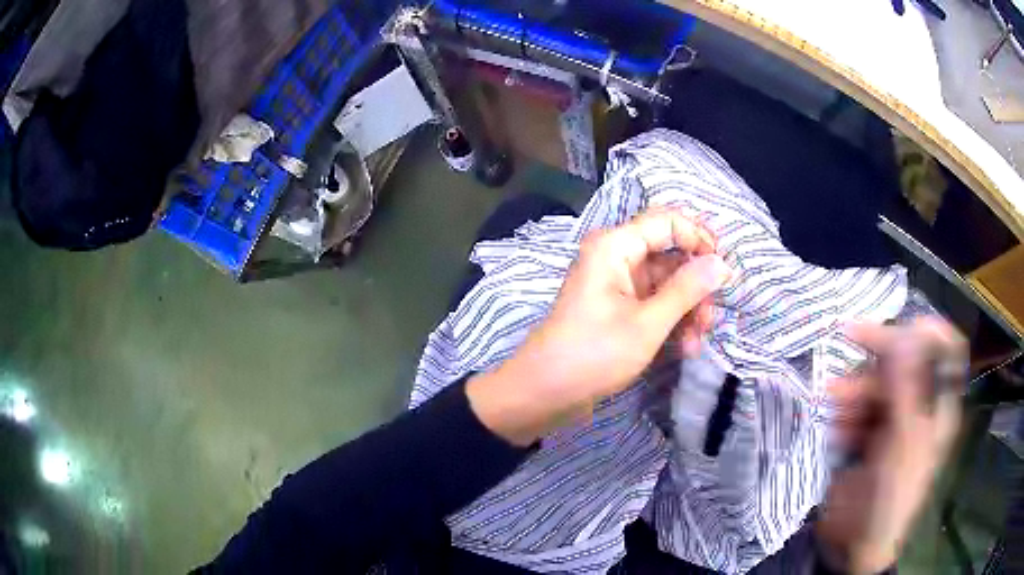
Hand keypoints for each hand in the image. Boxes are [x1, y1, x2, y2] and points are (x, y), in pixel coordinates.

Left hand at [467, 209, 731, 445]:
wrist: (544, 393)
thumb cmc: (594, 354)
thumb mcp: (648, 323)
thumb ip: (687, 289)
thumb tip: (721, 263)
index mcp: (615, 246)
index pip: (667, 221)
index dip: (699, 238)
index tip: (723, 270)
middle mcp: (615, 257)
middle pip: (669, 255)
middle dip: (696, 285)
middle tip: (711, 318)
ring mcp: (616, 284)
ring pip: (665, 283)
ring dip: (687, 309)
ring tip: (696, 342)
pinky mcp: (617, 308)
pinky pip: (653, 303)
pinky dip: (671, 321)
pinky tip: (684, 348)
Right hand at [817, 318, 966, 573]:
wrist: (854, 546)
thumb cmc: (891, 500)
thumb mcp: (904, 446)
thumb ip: (908, 390)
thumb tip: (906, 333)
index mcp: (938, 407)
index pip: (945, 349)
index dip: (928, 329)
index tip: (901, 324)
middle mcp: (919, 406)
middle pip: (905, 360)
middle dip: (878, 354)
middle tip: (848, 335)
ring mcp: (893, 421)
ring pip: (877, 383)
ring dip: (855, 387)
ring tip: (835, 403)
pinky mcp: (869, 435)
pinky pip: (858, 407)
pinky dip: (845, 412)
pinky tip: (838, 430)